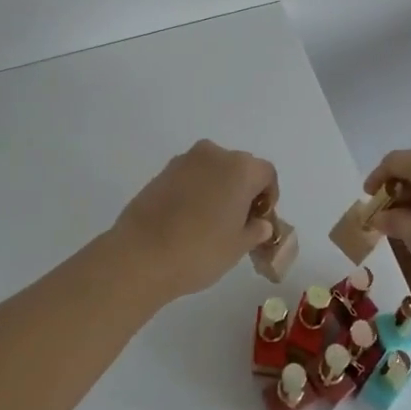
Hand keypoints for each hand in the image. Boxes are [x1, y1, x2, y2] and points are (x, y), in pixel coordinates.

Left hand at [111, 140, 277, 301]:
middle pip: (240, 167)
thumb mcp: (238, 247)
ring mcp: (185, 160)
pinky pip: (190, 176)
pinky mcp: (162, 171)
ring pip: (213, 170)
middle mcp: (214, 154)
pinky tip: (188, 220)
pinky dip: (196, 191)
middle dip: (243, 191)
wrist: (141, 255)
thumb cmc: (200, 251)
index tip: (260, 221)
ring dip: (218, 189)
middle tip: (238, 223)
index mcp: (240, 168)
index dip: (269, 196)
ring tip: (211, 223)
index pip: (266, 174)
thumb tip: (260, 224)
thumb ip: (255, 230)